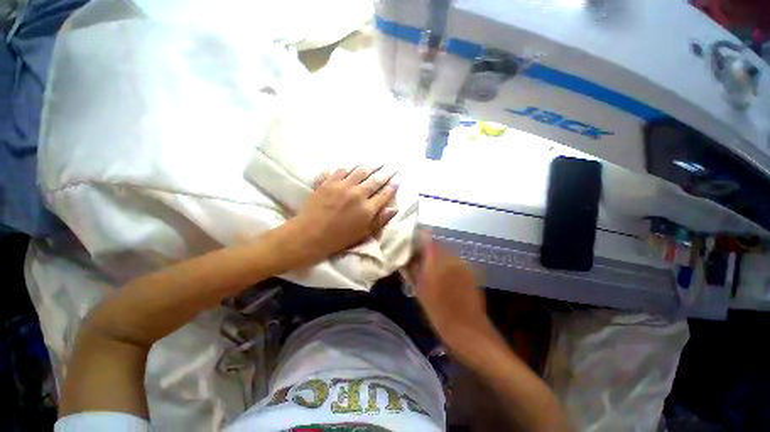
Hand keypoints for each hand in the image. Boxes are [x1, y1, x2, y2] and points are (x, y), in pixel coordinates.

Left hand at [294, 166, 397, 261]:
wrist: (310, 235)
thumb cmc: (339, 238)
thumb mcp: (363, 233)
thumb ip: (380, 220)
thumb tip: (395, 208)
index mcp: (367, 208)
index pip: (384, 194)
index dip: (392, 186)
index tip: (397, 179)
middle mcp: (357, 194)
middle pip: (375, 180)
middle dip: (385, 172)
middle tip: (391, 165)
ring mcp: (341, 186)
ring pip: (359, 171)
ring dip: (369, 166)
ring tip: (375, 161)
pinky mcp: (327, 182)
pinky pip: (339, 170)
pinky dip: (347, 167)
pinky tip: (350, 166)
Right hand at [408, 233, 490, 348]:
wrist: (469, 331)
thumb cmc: (439, 313)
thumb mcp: (420, 292)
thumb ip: (413, 271)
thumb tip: (406, 259)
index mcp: (436, 262)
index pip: (426, 239)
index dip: (417, 239)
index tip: (410, 244)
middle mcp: (451, 258)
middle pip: (437, 244)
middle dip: (426, 248)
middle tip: (417, 258)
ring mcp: (462, 264)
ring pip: (446, 252)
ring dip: (436, 255)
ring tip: (429, 267)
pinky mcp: (470, 271)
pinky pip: (455, 260)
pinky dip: (446, 263)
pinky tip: (443, 275)